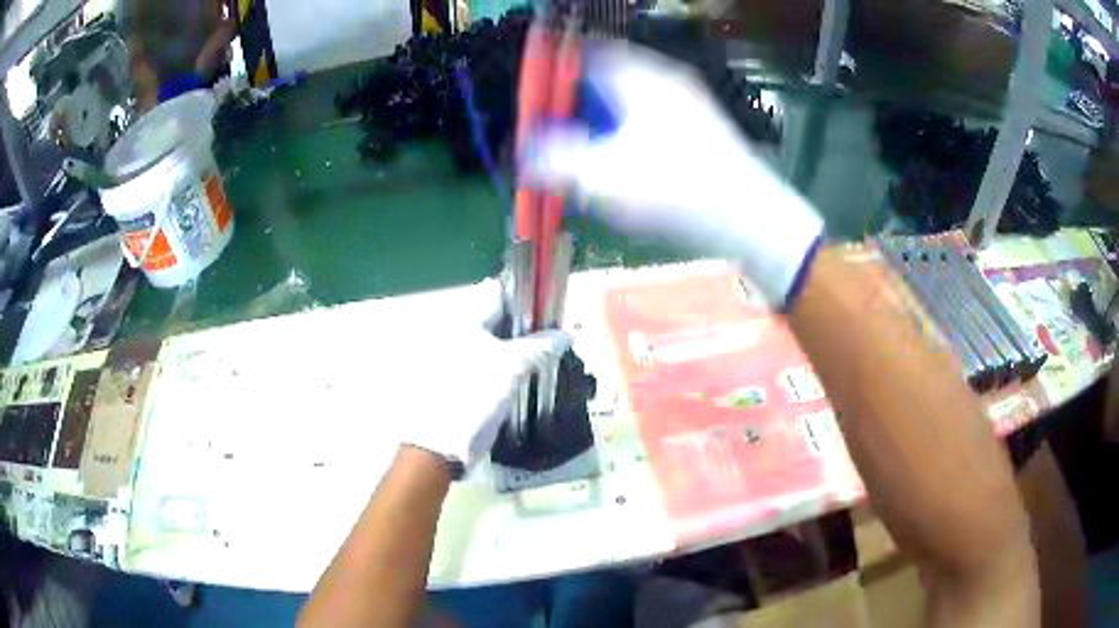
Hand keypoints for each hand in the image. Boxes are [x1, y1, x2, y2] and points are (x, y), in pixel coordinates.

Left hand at [370, 279, 570, 475]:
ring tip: (546, 359)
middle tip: (554, 339)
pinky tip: (528, 378)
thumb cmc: (473, 397)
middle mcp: (459, 333)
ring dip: (521, 349)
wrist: (441, 445)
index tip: (550, 311)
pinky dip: (511, 367)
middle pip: (500, 319)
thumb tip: (565, 334)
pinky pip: (493, 364)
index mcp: (465, 322)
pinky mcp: (464, 380)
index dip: (526, 299)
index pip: (499, 294)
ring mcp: (460, 358)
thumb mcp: (511, 368)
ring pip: (498, 343)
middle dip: (527, 327)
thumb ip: (539, 347)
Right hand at [522, 42, 823, 307]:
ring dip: (607, 125)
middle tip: (563, 136)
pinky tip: (632, 172)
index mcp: (640, 77)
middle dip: (580, 106)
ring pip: (633, 104)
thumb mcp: (602, 175)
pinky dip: (633, 139)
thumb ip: (554, 160)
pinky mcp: (704, 131)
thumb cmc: (675, 187)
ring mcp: (690, 104)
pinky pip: (655, 123)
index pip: (587, 54)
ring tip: (594, 160)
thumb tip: (523, 152)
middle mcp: (666, 81)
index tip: (540, 98)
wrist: (751, 216)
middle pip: (608, 80)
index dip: (558, 71)